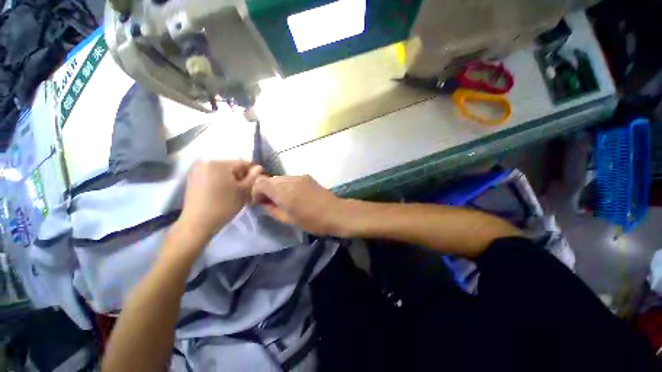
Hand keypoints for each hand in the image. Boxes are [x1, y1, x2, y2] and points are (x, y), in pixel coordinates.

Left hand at [179, 160, 261, 241]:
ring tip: (235, 192)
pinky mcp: (192, 178)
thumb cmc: (224, 206)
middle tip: (245, 189)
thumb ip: (253, 177)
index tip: (255, 183)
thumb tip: (259, 168)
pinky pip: (212, 175)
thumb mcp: (243, 191)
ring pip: (222, 171)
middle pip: (232, 166)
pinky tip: (223, 193)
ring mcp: (197, 170)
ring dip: (231, 179)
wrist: (197, 223)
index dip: (252, 172)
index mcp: (220, 163)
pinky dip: (220, 181)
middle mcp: (207, 162)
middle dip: (241, 176)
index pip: (243, 162)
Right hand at [251, 175, 350, 236]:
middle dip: (266, 189)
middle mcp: (290, 180)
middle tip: (270, 202)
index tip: (260, 203)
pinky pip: (290, 178)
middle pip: (269, 179)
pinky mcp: (307, 177)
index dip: (256, 192)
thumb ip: (272, 210)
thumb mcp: (289, 220)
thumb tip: (264, 204)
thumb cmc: (313, 221)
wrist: (336, 213)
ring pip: (280, 178)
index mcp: (284, 192)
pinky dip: (286, 185)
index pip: (260, 183)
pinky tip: (293, 195)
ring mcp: (300, 177)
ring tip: (282, 200)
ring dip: (276, 187)